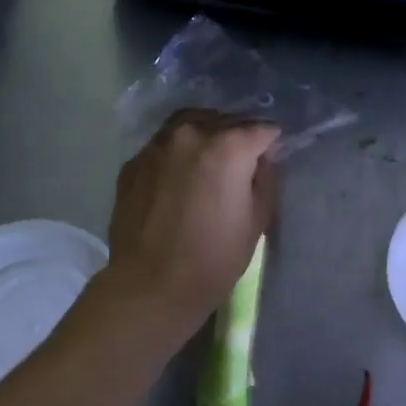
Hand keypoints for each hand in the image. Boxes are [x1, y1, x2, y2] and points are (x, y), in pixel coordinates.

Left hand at [98, 110, 279, 343]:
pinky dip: (178, 153)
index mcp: (228, 146)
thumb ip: (265, 179)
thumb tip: (261, 161)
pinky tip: (181, 177)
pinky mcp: (133, 163)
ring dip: (206, 136)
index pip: (261, 129)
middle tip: (244, 160)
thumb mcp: (258, 220)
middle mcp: (190, 134)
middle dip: (238, 135)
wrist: (151, 284)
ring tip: (212, 160)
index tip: (272, 156)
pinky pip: (164, 146)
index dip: (271, 142)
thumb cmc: (215, 257)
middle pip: (224, 120)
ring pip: (189, 125)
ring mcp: (156, 146)